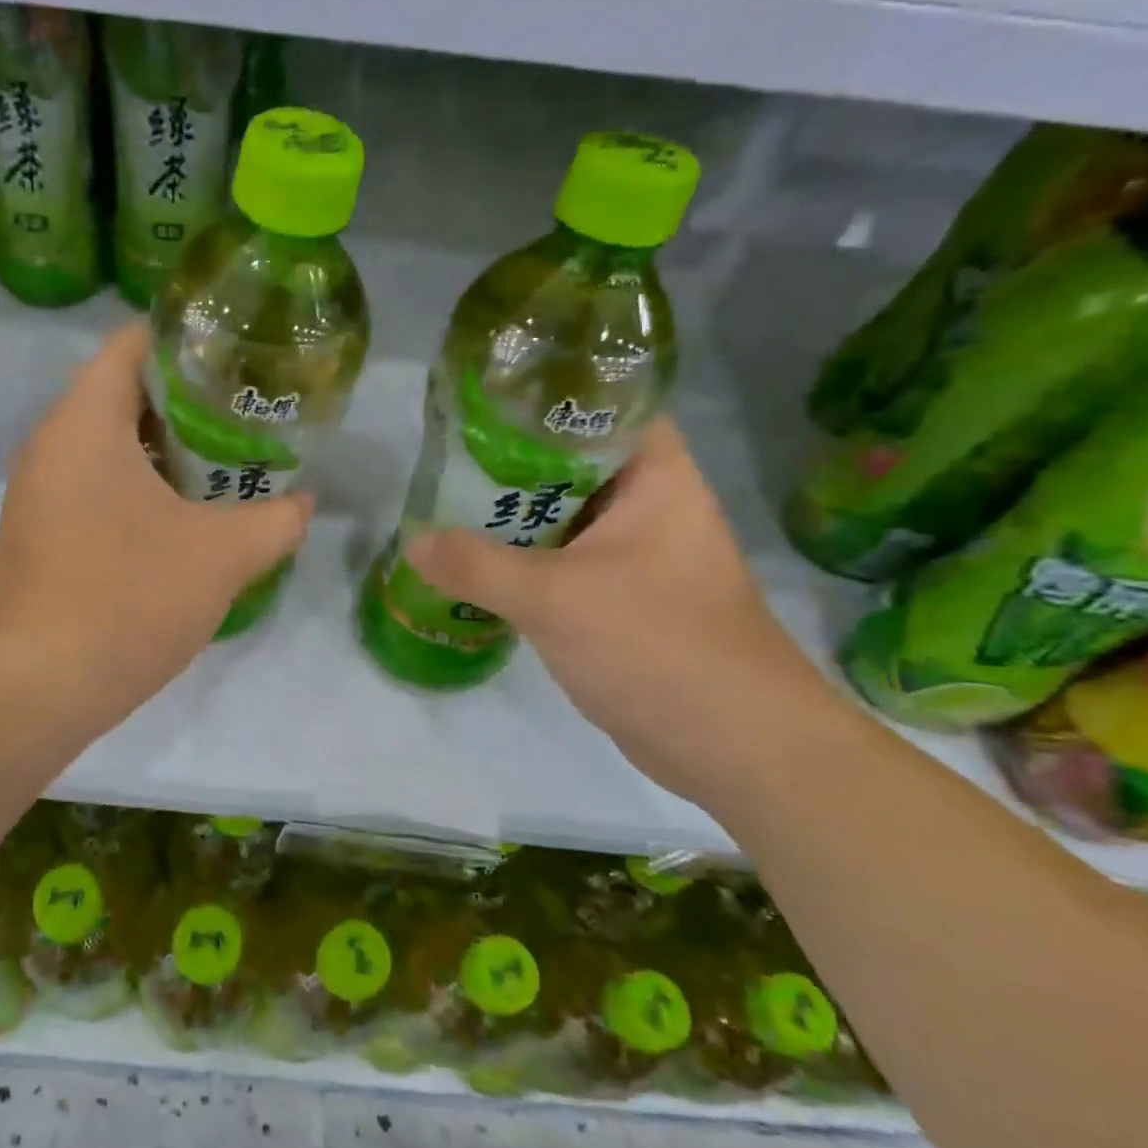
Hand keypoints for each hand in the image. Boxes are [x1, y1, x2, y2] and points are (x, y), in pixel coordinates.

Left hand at [0, 323, 312, 729]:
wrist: (40, 685)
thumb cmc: (129, 598)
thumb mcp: (223, 556)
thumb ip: (276, 520)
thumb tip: (306, 502)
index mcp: (86, 420)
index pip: (134, 343)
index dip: (191, 342)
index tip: (241, 364)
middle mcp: (52, 442)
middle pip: (125, 392)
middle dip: (189, 402)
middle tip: (249, 418)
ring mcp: (39, 490)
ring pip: (111, 444)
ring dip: (167, 450)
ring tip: (226, 465)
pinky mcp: (40, 531)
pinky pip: (95, 484)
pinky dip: (139, 487)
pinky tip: (184, 518)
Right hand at [403, 417, 844, 805]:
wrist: (734, 746)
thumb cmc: (657, 646)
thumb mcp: (554, 599)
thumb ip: (477, 566)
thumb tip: (412, 543)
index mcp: (656, 479)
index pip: (603, 410)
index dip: (546, 401)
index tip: (484, 407)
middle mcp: (650, 508)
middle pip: (571, 466)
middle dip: (508, 466)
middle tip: (445, 463)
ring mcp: (637, 557)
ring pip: (562, 520)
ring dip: (511, 521)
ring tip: (445, 509)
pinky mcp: (623, 601)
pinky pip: (563, 565)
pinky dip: (523, 564)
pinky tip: (475, 569)